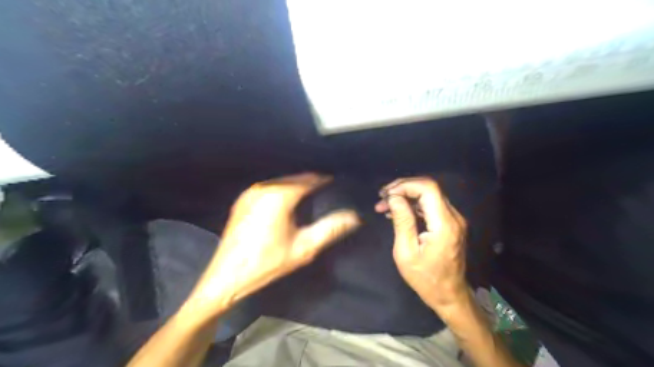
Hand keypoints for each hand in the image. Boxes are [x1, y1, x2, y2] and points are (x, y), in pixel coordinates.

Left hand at [189, 173, 362, 312]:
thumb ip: (330, 229)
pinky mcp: (242, 200)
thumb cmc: (267, 263)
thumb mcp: (304, 248)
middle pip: (294, 178)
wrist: (226, 277)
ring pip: (281, 181)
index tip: (336, 181)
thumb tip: (354, 216)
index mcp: (279, 195)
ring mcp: (250, 193)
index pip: (308, 179)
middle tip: (327, 188)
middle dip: (311, 181)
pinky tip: (289, 200)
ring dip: (296, 185)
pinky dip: (282, 189)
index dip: (324, 179)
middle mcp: (263, 188)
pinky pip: (269, 187)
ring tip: (312, 192)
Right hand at [375, 177, 467, 308]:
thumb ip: (402, 221)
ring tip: (384, 205)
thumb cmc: (425, 278)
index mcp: (444, 224)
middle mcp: (453, 217)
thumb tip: (394, 197)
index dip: (405, 185)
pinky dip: (413, 204)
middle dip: (403, 188)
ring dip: (406, 195)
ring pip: (429, 195)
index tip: (386, 195)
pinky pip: (431, 205)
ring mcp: (454, 219)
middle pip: (429, 188)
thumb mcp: (406, 252)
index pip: (428, 188)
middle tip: (382, 197)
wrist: (449, 295)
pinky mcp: (450, 223)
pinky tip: (397, 212)